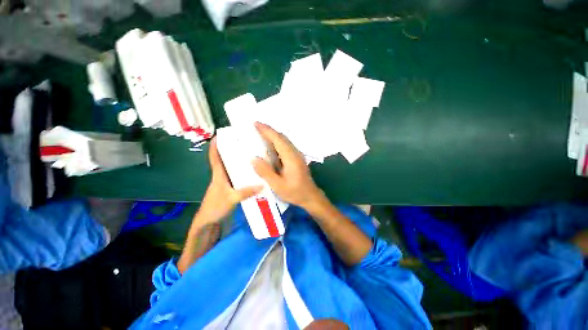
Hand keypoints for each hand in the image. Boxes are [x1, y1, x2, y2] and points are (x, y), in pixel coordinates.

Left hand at [196, 138, 261, 224]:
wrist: (208, 223)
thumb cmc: (215, 207)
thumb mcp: (231, 199)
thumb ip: (246, 192)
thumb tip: (263, 184)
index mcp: (218, 175)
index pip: (215, 157)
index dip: (215, 146)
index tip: (219, 135)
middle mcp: (221, 177)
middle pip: (225, 160)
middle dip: (231, 151)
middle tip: (244, 144)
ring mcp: (226, 183)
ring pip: (232, 169)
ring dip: (238, 162)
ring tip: (251, 156)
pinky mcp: (230, 190)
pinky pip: (237, 178)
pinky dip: (243, 174)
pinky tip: (253, 174)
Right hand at [252, 122, 323, 209]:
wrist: (310, 196)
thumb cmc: (295, 192)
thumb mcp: (278, 186)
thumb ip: (266, 172)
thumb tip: (254, 158)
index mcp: (291, 157)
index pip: (278, 139)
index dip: (267, 130)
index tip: (255, 123)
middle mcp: (295, 153)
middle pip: (282, 137)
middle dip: (269, 130)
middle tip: (255, 127)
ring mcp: (297, 155)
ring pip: (284, 141)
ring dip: (273, 135)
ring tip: (260, 135)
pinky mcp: (297, 158)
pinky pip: (285, 146)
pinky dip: (277, 142)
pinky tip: (270, 147)